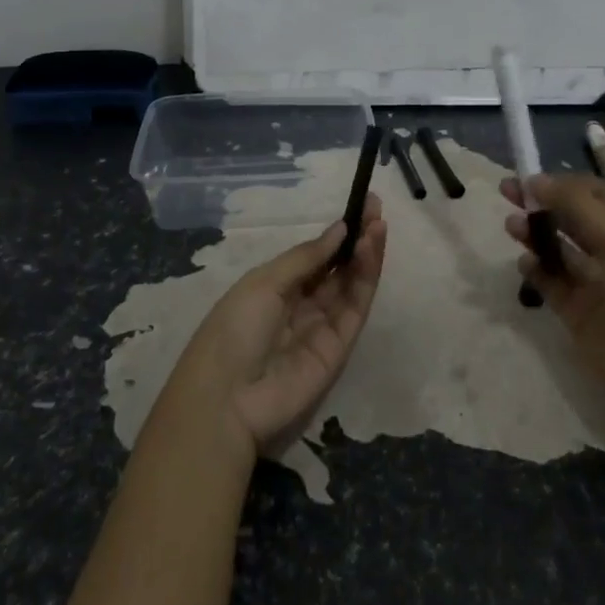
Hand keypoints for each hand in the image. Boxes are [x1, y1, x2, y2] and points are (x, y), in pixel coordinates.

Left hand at [156, 196, 387, 458]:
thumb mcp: (264, 282)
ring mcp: (322, 328)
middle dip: (357, 238)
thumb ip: (307, 257)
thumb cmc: (234, 329)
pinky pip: (355, 308)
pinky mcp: (339, 349)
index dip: (337, 233)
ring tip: (378, 225)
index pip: (316, 256)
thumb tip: (340, 229)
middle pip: (337, 268)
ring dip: (366, 254)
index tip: (361, 205)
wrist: (226, 399)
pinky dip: (365, 279)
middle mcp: (301, 305)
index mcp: (276, 288)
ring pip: (351, 285)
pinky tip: (368, 251)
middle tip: (377, 209)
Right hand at [501, 173, 604, 422]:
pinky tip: (524, 264)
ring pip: (556, 247)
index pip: (592, 193)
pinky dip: (534, 270)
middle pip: (568, 216)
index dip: (562, 182)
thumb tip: (536, 181)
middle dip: (540, 202)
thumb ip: (576, 206)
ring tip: (510, 227)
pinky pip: (548, 281)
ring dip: (533, 232)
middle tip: (506, 191)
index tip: (529, 177)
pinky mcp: (574, 309)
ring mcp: (590, 281)